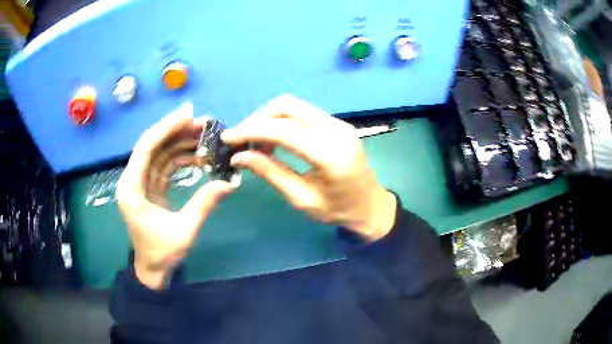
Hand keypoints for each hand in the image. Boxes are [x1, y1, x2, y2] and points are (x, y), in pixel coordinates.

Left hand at [116, 103, 235, 289]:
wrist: (152, 270)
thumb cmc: (162, 254)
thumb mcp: (184, 232)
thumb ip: (204, 205)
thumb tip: (229, 184)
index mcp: (131, 188)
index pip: (146, 148)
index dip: (166, 128)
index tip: (189, 114)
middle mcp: (133, 180)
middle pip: (153, 145)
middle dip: (178, 131)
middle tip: (205, 123)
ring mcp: (141, 182)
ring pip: (161, 153)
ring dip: (182, 142)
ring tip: (206, 136)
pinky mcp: (151, 187)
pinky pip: (166, 164)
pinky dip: (182, 158)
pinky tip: (200, 156)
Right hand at [222, 95, 396, 240]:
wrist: (370, 205)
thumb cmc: (338, 210)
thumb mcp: (301, 199)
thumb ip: (271, 173)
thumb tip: (239, 157)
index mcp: (330, 155)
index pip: (283, 130)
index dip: (251, 130)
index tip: (228, 138)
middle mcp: (336, 130)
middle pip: (287, 105)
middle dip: (258, 118)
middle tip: (242, 140)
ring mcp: (339, 123)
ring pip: (294, 105)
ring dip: (269, 118)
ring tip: (256, 142)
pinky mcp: (337, 123)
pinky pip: (303, 113)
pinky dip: (282, 120)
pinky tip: (274, 139)